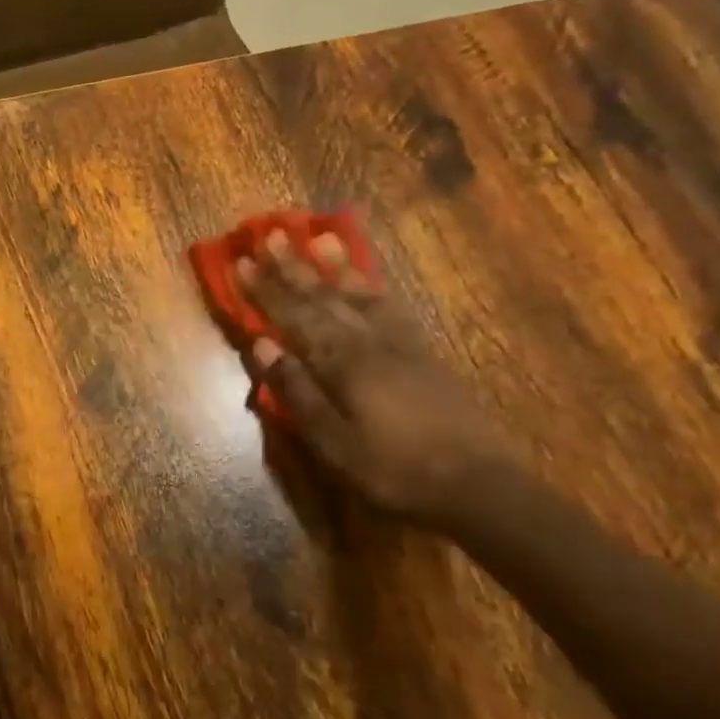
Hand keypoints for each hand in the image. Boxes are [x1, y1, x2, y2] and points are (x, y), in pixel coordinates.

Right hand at [239, 230, 508, 520]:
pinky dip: (374, 288)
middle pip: (324, 296)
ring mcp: (401, 344)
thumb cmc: (393, 469)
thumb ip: (297, 392)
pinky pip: (392, 307)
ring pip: (361, 294)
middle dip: (293, 265)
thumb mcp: (332, 442)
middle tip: (271, 233)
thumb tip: (262, 346)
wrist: (477, 485)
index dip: (265, 289)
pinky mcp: (425, 353)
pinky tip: (368, 281)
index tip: (242, 260)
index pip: (294, 316)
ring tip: (321, 237)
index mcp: (342, 362)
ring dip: (335, 266)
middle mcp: (369, 341)